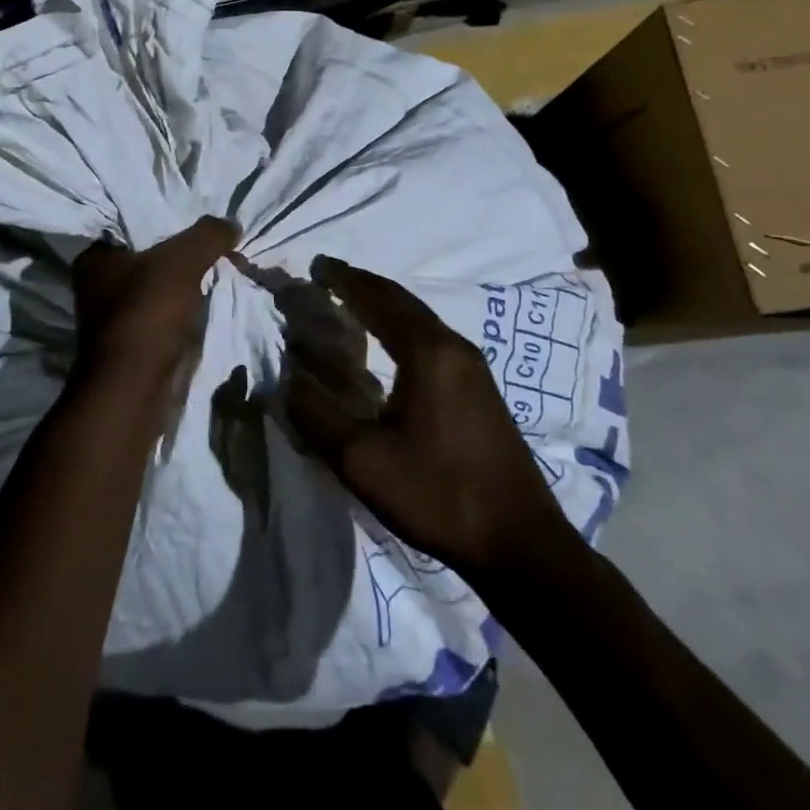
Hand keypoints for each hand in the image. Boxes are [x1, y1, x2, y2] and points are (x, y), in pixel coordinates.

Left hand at [72, 217, 239, 377]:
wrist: (135, 389)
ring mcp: (112, 318)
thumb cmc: (148, 312)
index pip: (134, 226)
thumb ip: (208, 235)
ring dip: (187, 285)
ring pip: (159, 288)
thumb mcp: (183, 260)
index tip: (202, 226)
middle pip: (150, 258)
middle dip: (184, 256)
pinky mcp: (130, 344)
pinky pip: (164, 315)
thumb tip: (230, 224)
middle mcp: (96, 285)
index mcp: (94, 258)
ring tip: (222, 272)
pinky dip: (184, 311)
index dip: (170, 222)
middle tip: (219, 249)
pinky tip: (209, 303)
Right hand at [282, 255, 578, 575]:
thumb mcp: (362, 461)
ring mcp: (474, 368)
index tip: (316, 265)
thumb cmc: (439, 495)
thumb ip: (317, 415)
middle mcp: (454, 347)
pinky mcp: (481, 390)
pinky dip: (402, 327)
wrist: (522, 544)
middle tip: (329, 278)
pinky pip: (433, 340)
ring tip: (352, 305)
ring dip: (384, 306)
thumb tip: (287, 380)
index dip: (344, 279)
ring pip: (420, 319)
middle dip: (364, 285)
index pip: (378, 298)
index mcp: (428, 352)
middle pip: (402, 301)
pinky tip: (390, 347)